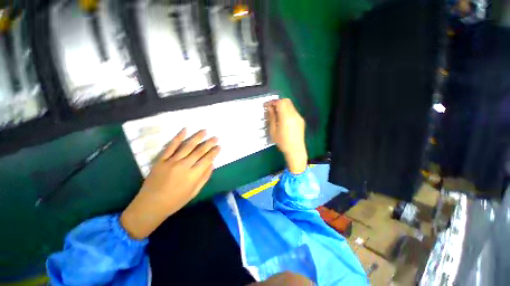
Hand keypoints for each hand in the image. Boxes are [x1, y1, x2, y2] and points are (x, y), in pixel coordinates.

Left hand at [120, 129, 219, 239]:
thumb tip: (212, 164)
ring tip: (204, 131)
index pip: (207, 159)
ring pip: (187, 146)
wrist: (151, 205)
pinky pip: (171, 146)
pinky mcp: (161, 160)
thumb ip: (204, 177)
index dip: (214, 152)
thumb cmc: (175, 201)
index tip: (219, 146)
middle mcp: (184, 166)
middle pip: (199, 151)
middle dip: (209, 143)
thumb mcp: (194, 192)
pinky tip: (185, 130)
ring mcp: (171, 161)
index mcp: (193, 175)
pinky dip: (178, 137)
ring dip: (197, 137)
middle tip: (216, 137)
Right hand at [265, 98, 307, 173]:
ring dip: (282, 107)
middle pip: (286, 101)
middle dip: (277, 102)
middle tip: (271, 108)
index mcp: (286, 117)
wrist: (295, 150)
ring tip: (276, 114)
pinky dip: (287, 111)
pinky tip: (283, 119)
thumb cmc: (283, 142)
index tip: (266, 106)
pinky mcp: (301, 120)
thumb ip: (272, 117)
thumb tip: (270, 108)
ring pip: (290, 105)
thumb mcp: (273, 130)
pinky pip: (293, 111)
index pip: (280, 102)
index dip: (272, 102)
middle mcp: (294, 115)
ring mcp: (299, 117)